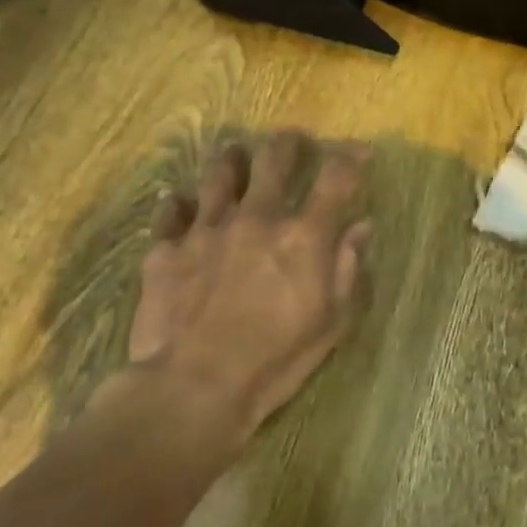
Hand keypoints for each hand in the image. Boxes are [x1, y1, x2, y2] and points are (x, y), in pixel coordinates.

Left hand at [120, 132, 372, 467]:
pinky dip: (178, 204)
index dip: (351, 157)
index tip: (359, 149)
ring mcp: (206, 229)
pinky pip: (170, 212)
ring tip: (233, 155)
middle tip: (290, 140)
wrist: (195, 386)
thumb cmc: (276, 360)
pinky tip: (179, 203)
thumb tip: (361, 227)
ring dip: (230, 161)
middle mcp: (257, 218)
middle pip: (273, 161)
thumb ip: (347, 268)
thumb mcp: (330, 322)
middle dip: (286, 144)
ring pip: (217, 175)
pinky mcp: (166, 249)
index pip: (336, 180)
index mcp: (303, 236)